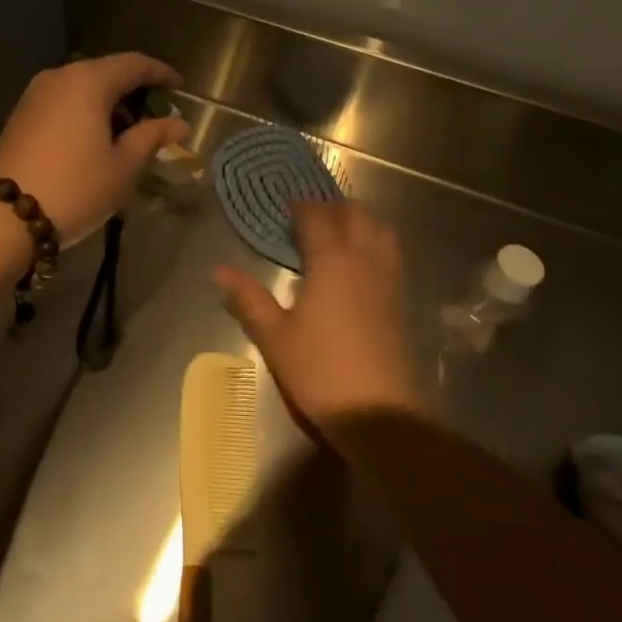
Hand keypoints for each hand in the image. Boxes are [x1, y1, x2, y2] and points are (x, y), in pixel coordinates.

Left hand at [0, 53, 190, 246]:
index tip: (180, 87)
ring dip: (109, 102)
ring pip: (83, 86)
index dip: (161, 73)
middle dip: (135, 89)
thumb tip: (180, 123)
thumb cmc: (76, 187)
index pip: (135, 64)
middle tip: (157, 115)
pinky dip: (86, 111)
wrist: (5, 216)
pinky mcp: (21, 113)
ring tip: (129, 133)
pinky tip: (96, 138)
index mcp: (89, 80)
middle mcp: (60, 76)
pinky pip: (64, 100)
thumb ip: (153, 137)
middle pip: (107, 71)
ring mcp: (35, 93)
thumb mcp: (123, 166)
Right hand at [213, 201, 427, 430]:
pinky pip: (391, 253)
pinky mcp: (402, 300)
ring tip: (337, 235)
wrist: (382, 414)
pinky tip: (358, 267)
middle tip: (308, 220)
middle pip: (356, 213)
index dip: (301, 207)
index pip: (317, 217)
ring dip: (360, 221)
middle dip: (332, 207)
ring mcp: (389, 279)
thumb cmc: (321, 372)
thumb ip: (248, 298)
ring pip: (381, 229)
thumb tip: (219, 269)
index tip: (286, 208)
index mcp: (331, 262)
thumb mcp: (275, 337)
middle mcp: (364, 260)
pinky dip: (375, 243)